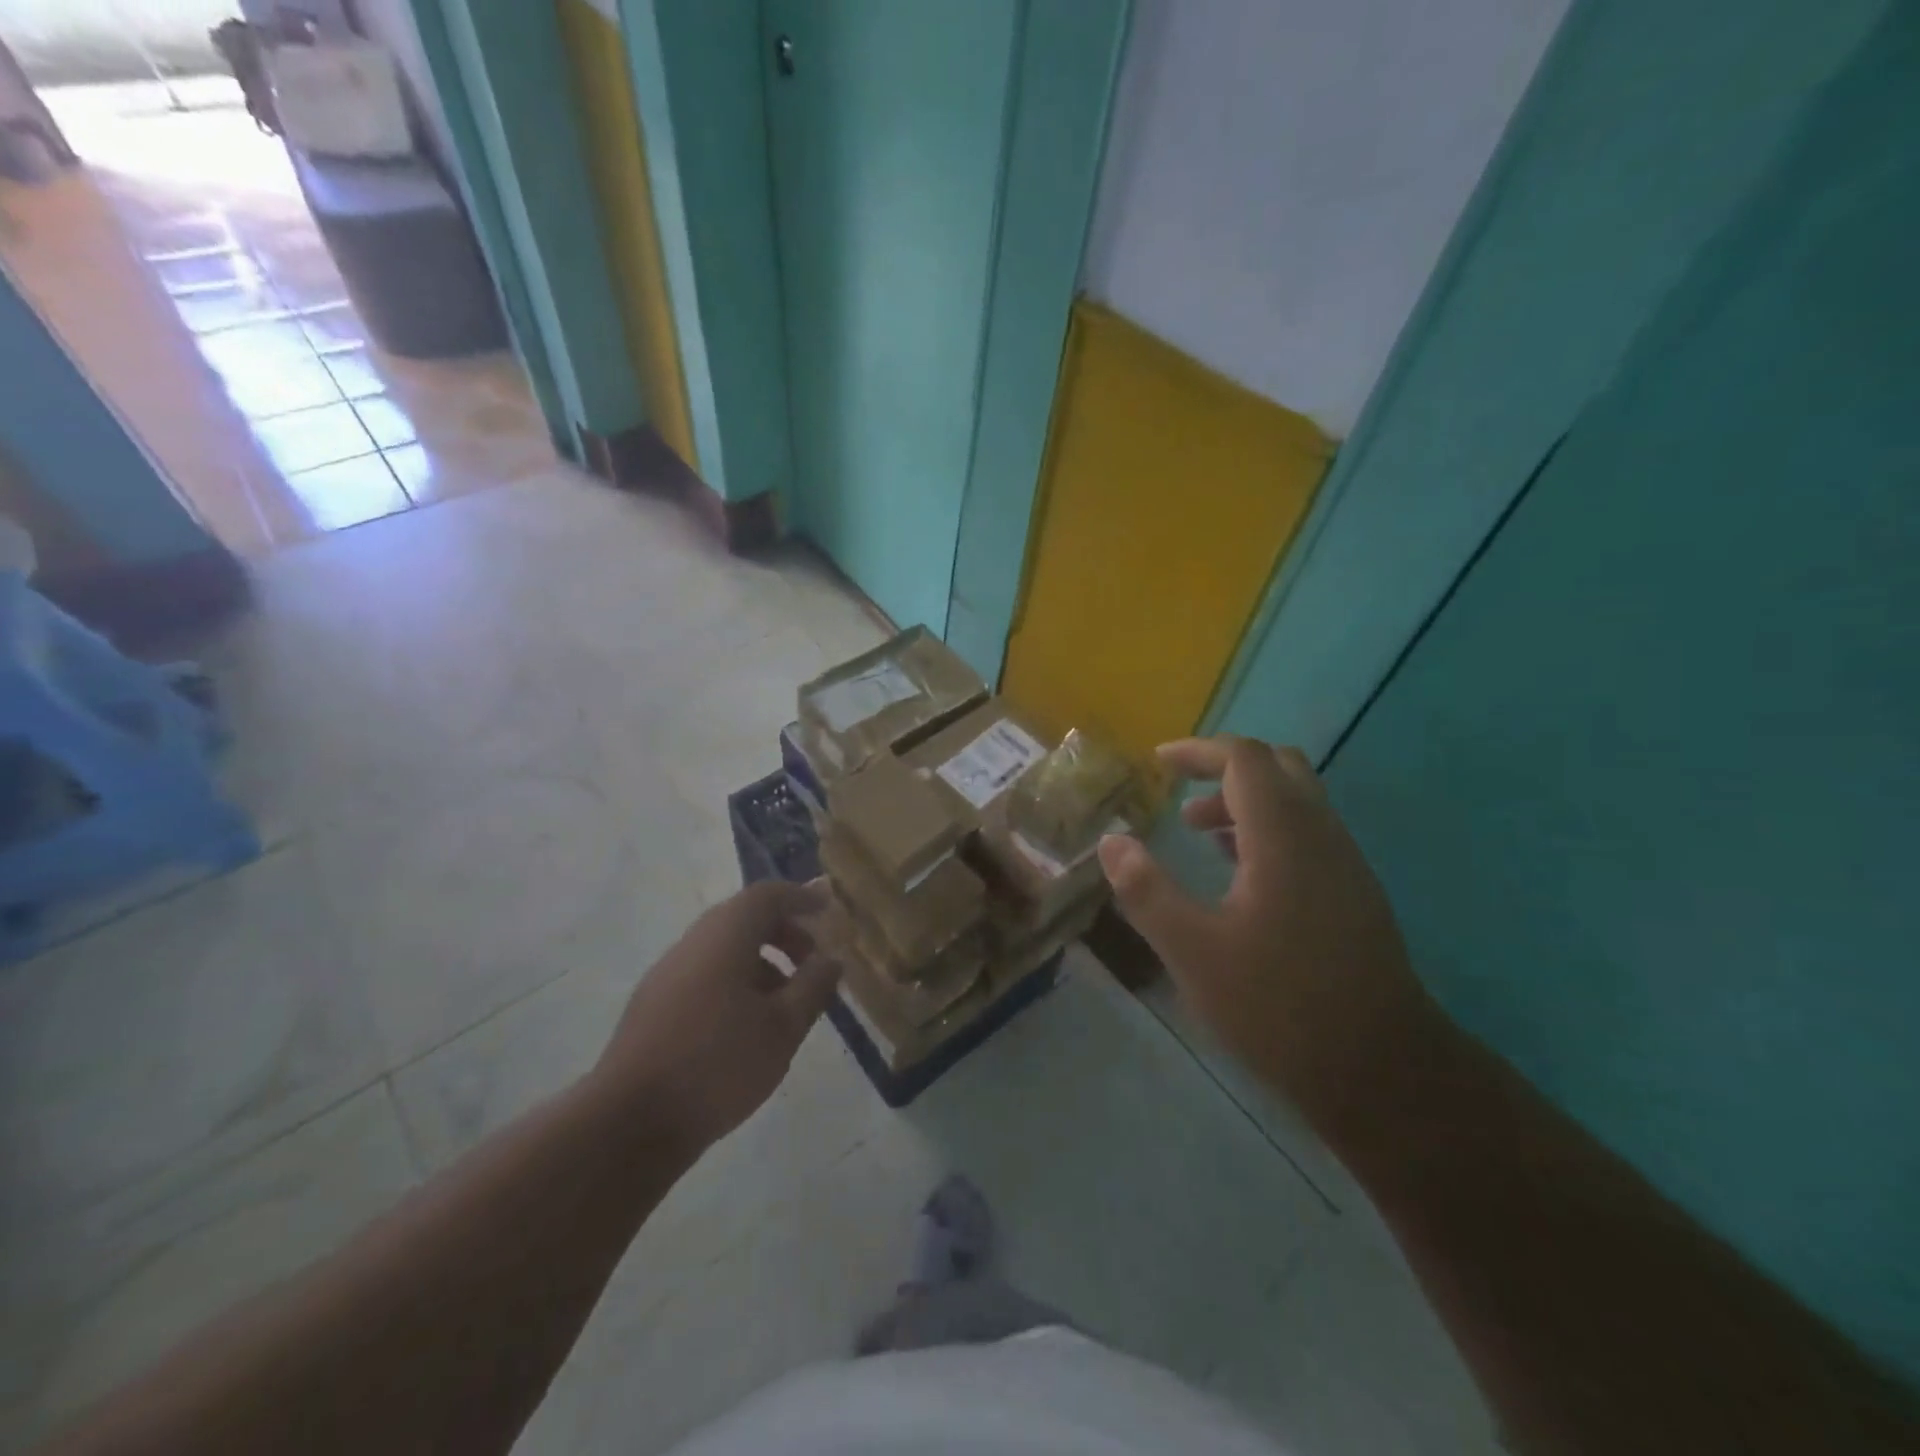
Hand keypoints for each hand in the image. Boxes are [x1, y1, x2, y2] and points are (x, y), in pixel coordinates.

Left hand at [591, 880, 840, 1156]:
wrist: (629, 1123)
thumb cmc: (718, 1065)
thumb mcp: (783, 1027)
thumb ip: (813, 987)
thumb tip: (831, 959)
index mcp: (724, 936)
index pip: (767, 895)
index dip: (801, 897)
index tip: (828, 909)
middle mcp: (692, 943)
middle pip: (743, 918)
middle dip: (784, 932)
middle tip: (812, 961)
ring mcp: (667, 974)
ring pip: (723, 948)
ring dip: (761, 960)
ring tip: (786, 1001)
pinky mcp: (653, 1005)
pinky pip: (705, 973)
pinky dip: (736, 981)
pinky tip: (749, 1025)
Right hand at [1097, 737, 1435, 1110]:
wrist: (1383, 1072)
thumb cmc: (1279, 1006)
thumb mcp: (1193, 951)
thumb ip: (1147, 891)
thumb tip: (1111, 842)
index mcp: (1284, 837)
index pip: (1244, 760)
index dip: (1198, 751)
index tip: (1157, 763)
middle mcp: (1322, 836)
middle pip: (1278, 767)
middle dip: (1224, 769)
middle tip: (1180, 792)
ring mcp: (1345, 866)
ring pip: (1297, 802)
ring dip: (1244, 802)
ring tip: (1197, 832)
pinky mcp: (1354, 895)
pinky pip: (1308, 835)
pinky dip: (1267, 831)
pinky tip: (1238, 873)